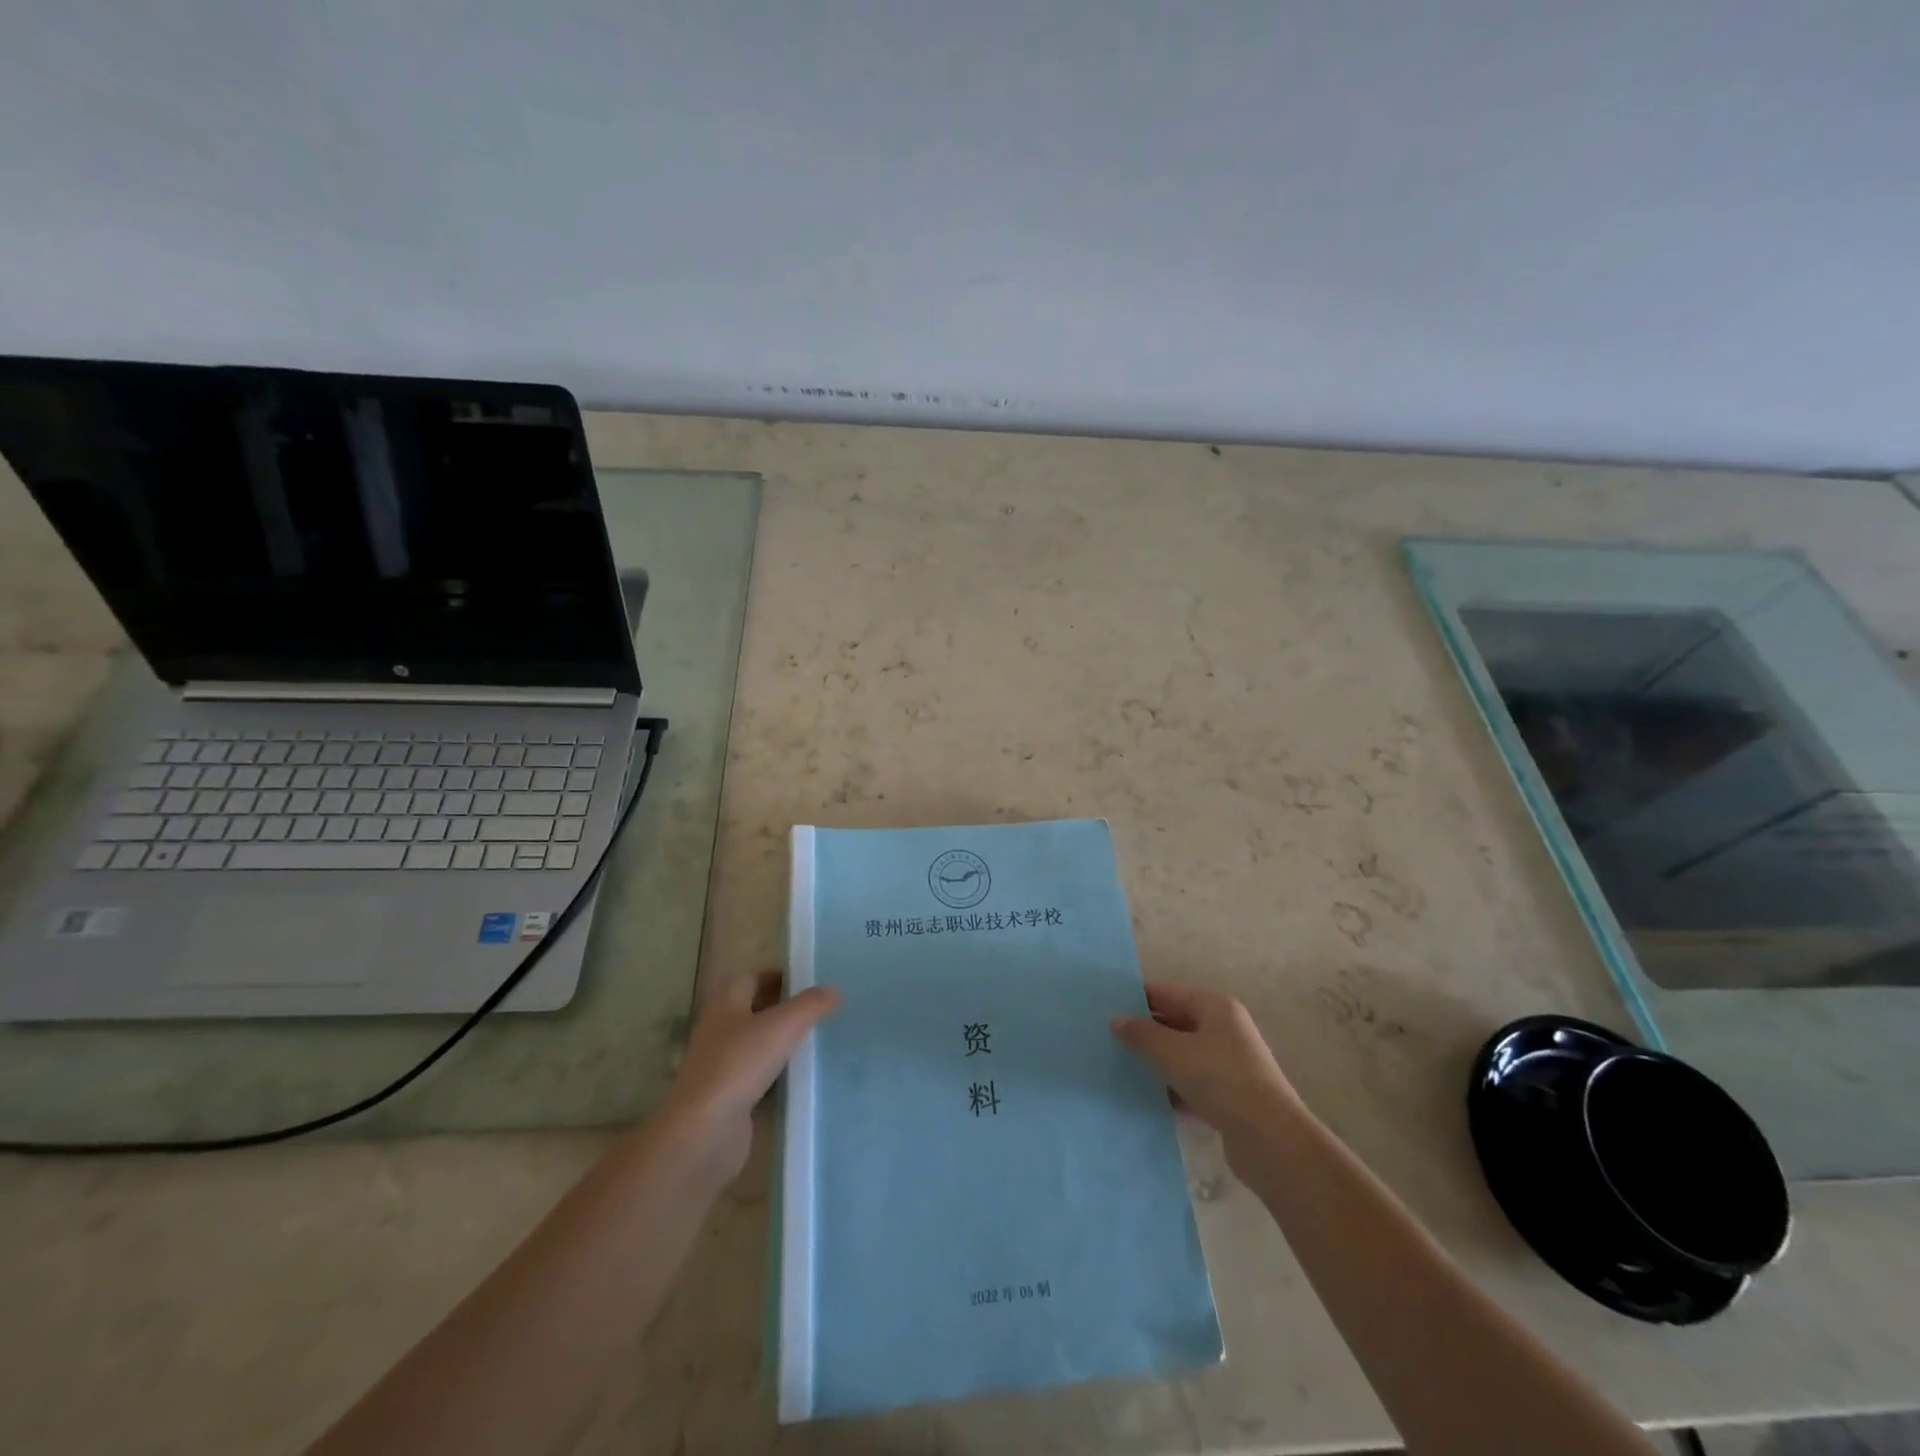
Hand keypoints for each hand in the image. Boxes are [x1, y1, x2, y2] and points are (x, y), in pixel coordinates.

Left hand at [659, 969, 840, 1178]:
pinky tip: (799, 1077)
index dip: (775, 975)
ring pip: (755, 1044)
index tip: (806, 978)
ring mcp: (721, 1067)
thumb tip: (834, 989)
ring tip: (815, 1038)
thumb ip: (810, 1005)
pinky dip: (776, 1074)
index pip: (750, 979)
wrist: (704, 1132)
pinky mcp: (728, 1099)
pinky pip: (757, 1077)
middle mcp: (719, 1032)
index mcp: (726, 1006)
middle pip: (752, 1011)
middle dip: (781, 1006)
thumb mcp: (782, 1026)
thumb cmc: (739, 1065)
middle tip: (816, 1007)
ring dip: (779, 1041)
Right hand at [1111, 982, 1299, 1163]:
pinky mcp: (1230, 1097)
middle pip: (1175, 1023)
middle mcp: (1225, 1029)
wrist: (1270, 1141)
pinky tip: (1145, 1098)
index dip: (1137, 999)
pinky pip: (1192, 1084)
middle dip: (1144, 1032)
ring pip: (1182, 1056)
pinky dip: (1171, 1088)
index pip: (1168, 992)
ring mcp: (1229, 1064)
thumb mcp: (1173, 1052)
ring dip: (1156, 1063)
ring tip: (1119, 1068)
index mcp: (1215, 1007)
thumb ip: (1142, 1034)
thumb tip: (1116, 1020)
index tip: (1105, 1008)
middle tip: (1107, 1039)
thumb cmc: (1220, 1080)